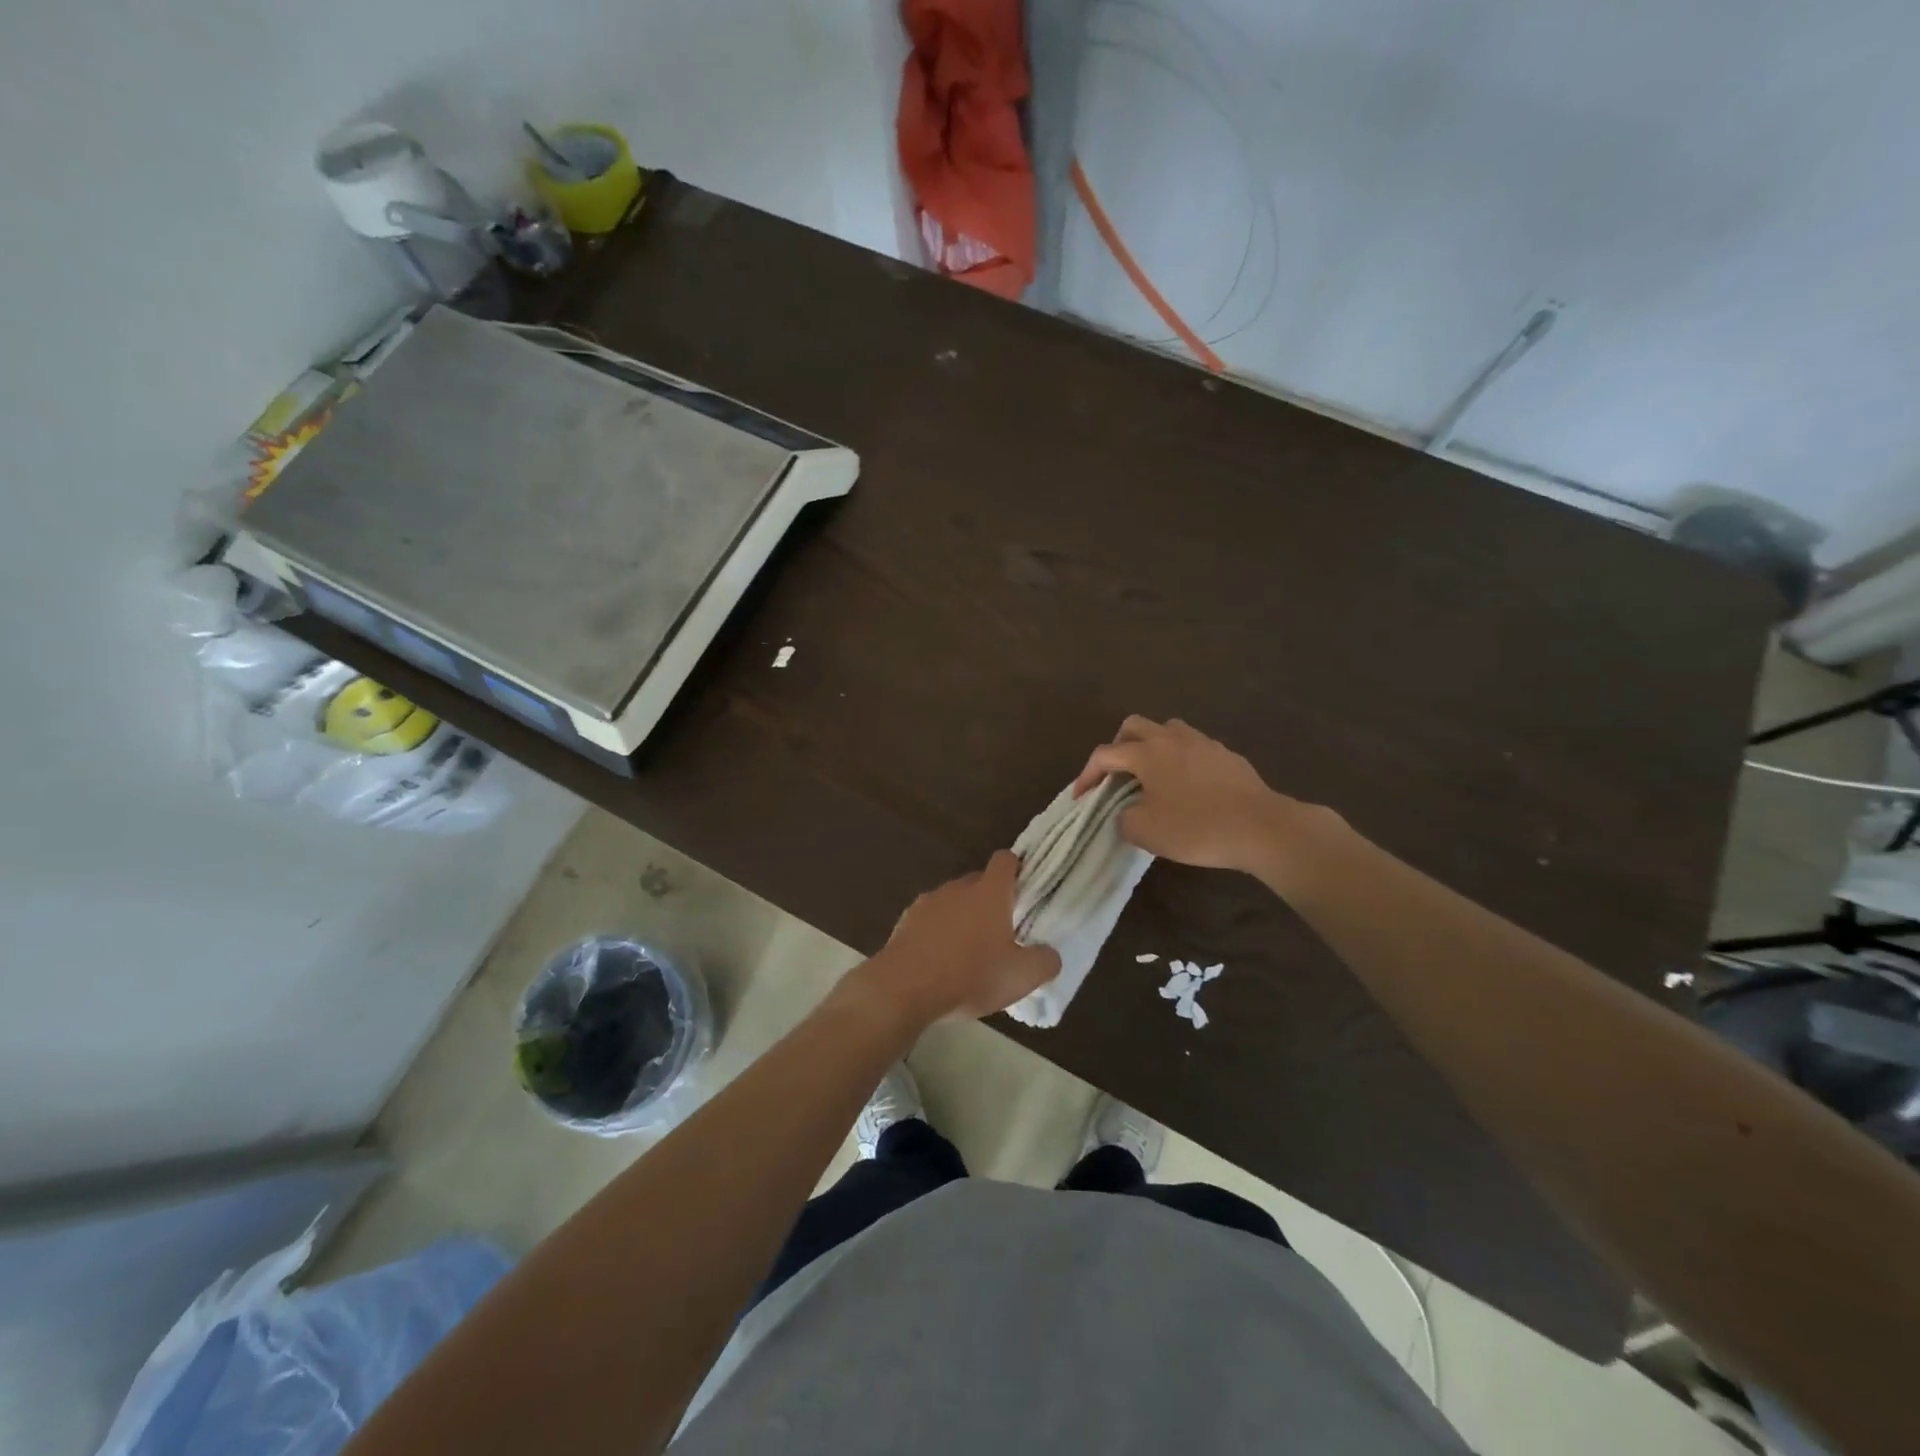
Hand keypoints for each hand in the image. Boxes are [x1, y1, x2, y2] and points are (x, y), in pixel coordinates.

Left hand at [865, 851, 1060, 1024]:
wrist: (904, 988)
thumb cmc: (970, 975)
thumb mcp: (1021, 976)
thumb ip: (1044, 961)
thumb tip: (1049, 954)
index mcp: (989, 892)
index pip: (1005, 860)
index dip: (1016, 869)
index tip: (1024, 888)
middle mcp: (958, 888)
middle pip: (978, 881)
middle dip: (990, 899)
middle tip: (1001, 930)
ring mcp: (927, 902)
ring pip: (952, 901)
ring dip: (961, 918)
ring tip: (968, 951)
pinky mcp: (905, 922)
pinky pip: (929, 921)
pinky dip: (937, 934)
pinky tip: (940, 962)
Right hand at [1073, 716, 1325, 874]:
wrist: (1261, 827)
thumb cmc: (1196, 827)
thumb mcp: (1145, 831)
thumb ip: (1123, 818)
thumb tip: (1127, 811)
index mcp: (1147, 752)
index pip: (1105, 754)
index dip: (1087, 775)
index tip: (1081, 797)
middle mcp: (1172, 739)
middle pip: (1134, 726)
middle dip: (1118, 746)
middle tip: (1116, 775)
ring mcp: (1203, 743)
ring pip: (1167, 730)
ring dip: (1151, 746)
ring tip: (1151, 775)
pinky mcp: (1227, 756)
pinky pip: (1193, 747)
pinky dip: (1180, 760)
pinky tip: (1187, 786)